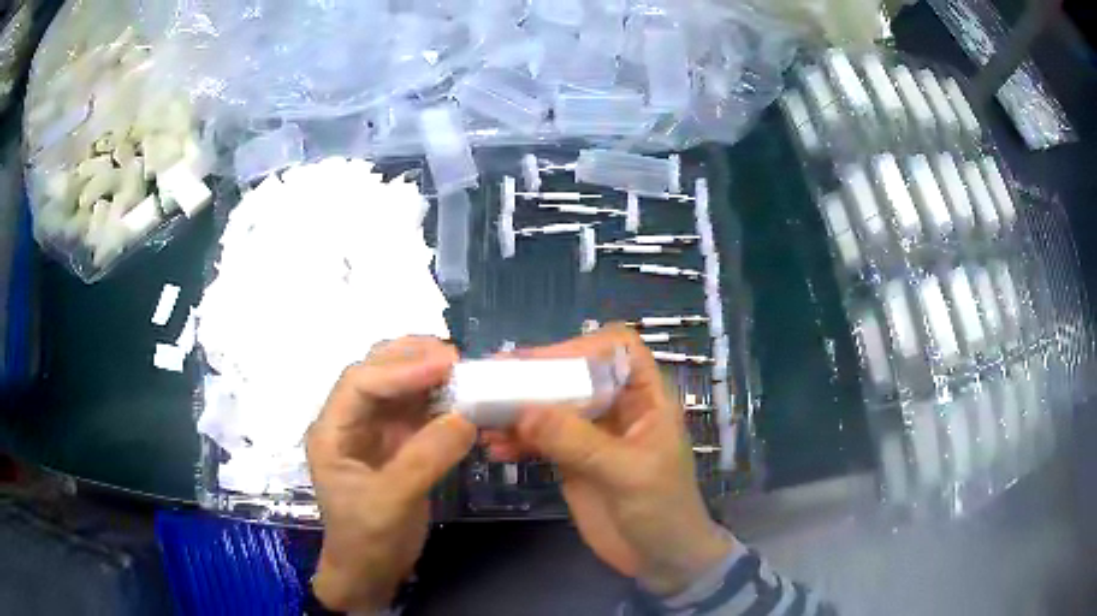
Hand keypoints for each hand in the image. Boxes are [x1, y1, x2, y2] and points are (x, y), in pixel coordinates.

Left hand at [306, 337, 476, 612]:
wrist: (370, 572)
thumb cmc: (367, 539)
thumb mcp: (391, 503)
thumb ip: (425, 459)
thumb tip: (466, 417)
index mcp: (332, 431)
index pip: (360, 382)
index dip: (401, 369)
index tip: (445, 365)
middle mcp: (350, 421)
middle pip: (375, 371)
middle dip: (412, 358)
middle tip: (455, 357)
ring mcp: (374, 430)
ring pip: (398, 385)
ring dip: (428, 373)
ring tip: (462, 369)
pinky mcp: (398, 443)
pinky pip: (418, 409)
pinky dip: (440, 398)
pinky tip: (461, 397)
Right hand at [484, 325, 735, 596]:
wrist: (661, 559)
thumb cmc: (663, 510)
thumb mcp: (628, 474)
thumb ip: (579, 442)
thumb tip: (525, 411)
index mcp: (646, 399)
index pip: (619, 349)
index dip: (584, 347)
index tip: (544, 363)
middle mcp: (617, 408)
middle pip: (575, 375)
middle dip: (535, 377)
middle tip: (493, 381)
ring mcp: (591, 435)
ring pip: (551, 407)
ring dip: (517, 410)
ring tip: (484, 419)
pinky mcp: (571, 461)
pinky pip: (539, 440)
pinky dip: (516, 441)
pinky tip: (495, 449)